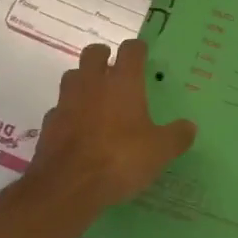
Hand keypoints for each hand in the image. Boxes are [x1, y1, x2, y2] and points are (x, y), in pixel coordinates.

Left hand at [20, 41, 195, 220]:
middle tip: (114, 70)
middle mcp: (93, 84)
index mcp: (123, 82)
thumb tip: (189, 127)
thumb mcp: (160, 151)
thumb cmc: (120, 159)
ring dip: (83, 81)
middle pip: (93, 53)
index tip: (143, 55)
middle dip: (103, 56)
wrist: (67, 187)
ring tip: (95, 97)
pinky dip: (68, 113)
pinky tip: (78, 129)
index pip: (131, 50)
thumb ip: (177, 136)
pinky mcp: (49, 125)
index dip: (138, 49)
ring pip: (72, 77)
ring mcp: (66, 102)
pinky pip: (59, 109)